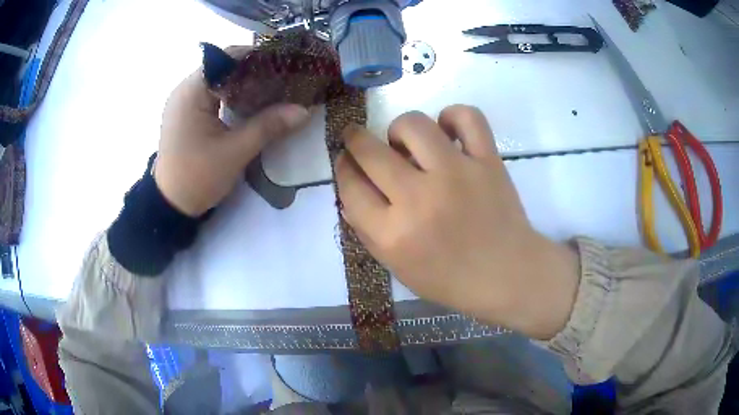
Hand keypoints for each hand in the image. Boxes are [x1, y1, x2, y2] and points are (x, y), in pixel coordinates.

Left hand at [155, 64, 309, 216]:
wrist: (170, 205)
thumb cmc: (197, 177)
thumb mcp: (235, 152)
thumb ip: (268, 126)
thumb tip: (304, 110)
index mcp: (192, 91)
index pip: (227, 58)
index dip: (257, 57)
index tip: (283, 64)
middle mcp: (185, 89)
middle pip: (224, 67)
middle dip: (254, 71)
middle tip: (283, 78)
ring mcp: (184, 101)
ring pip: (219, 81)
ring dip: (244, 84)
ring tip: (272, 89)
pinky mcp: (186, 114)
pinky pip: (213, 95)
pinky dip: (232, 95)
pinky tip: (250, 104)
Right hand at [335, 105, 579, 339]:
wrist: (508, 275)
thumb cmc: (451, 279)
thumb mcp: (398, 267)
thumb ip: (368, 231)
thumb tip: (351, 190)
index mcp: (393, 234)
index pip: (350, 187)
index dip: (342, 167)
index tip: (345, 160)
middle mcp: (420, 199)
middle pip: (370, 151)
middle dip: (355, 139)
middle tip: (359, 140)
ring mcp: (457, 174)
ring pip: (412, 124)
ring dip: (400, 129)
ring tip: (408, 143)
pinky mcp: (488, 161)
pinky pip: (466, 117)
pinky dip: (453, 116)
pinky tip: (447, 131)